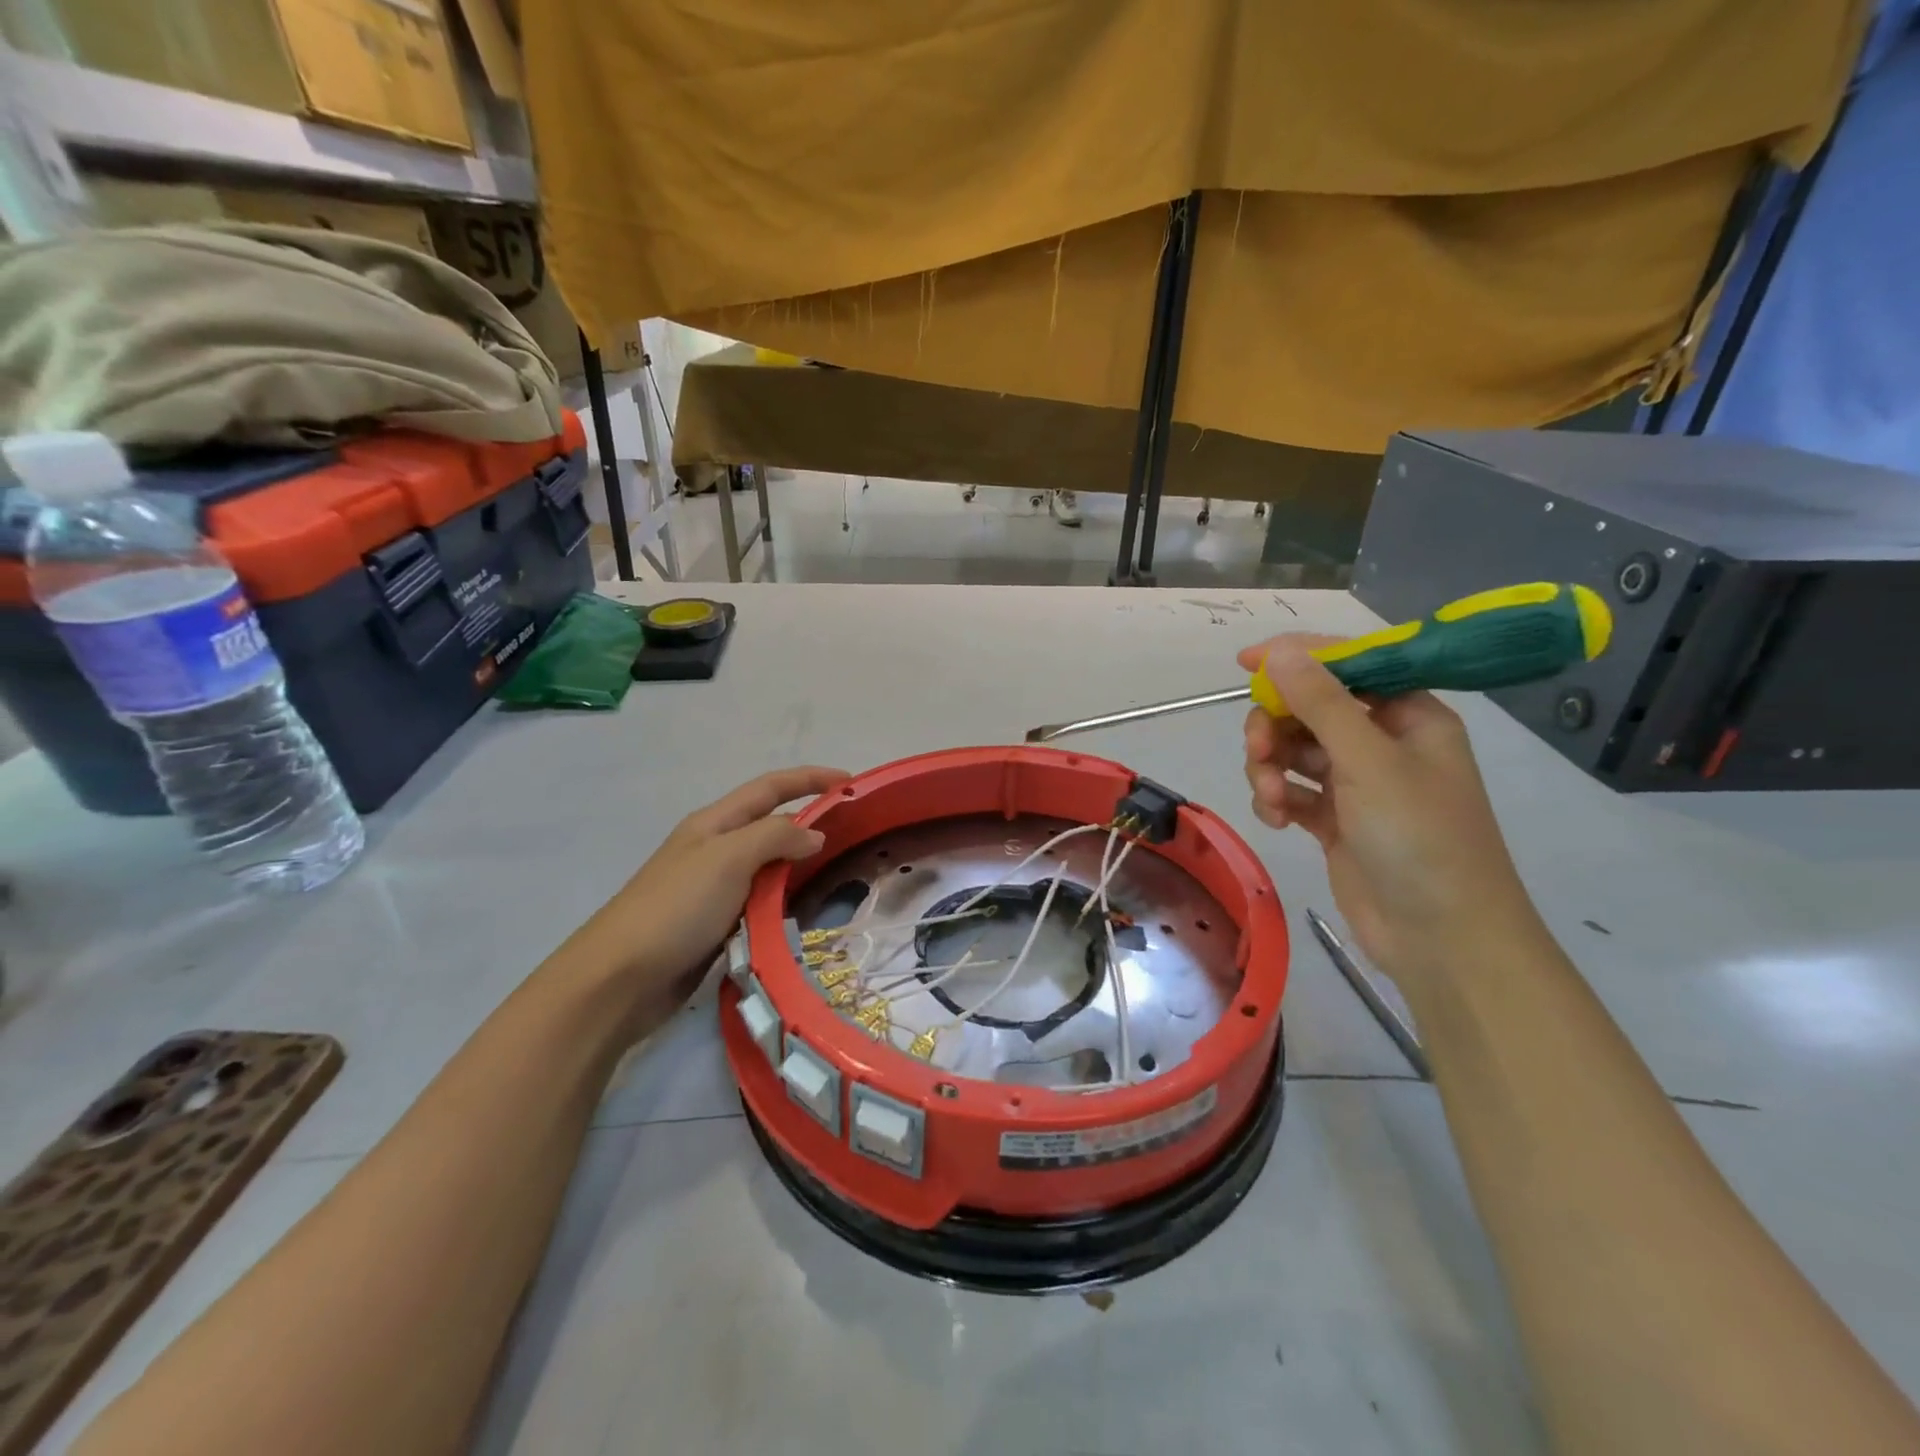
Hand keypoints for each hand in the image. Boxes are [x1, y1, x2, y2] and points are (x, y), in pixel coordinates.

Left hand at [564, 766, 849, 1030]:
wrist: (620, 978)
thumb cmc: (676, 907)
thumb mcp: (728, 858)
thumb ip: (776, 837)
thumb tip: (815, 834)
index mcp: (714, 823)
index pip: (770, 788)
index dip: (809, 779)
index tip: (850, 783)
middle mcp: (715, 849)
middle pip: (770, 824)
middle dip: (809, 821)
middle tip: (854, 833)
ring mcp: (714, 888)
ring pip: (768, 866)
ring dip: (800, 864)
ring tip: (840, 871)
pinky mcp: (716, 924)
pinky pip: (760, 902)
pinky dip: (784, 901)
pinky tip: (804, 911)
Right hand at [1238, 636, 1544, 988]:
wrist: (1442, 939)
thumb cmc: (1419, 838)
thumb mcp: (1369, 762)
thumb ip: (1321, 703)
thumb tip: (1279, 651)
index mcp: (1408, 716)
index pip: (1347, 666)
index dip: (1297, 658)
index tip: (1244, 663)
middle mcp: (1382, 742)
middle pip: (1309, 710)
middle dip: (1276, 727)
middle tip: (1258, 751)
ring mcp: (1358, 783)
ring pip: (1294, 751)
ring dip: (1271, 768)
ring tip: (1271, 797)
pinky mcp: (1336, 820)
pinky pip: (1293, 791)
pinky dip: (1278, 799)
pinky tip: (1277, 821)